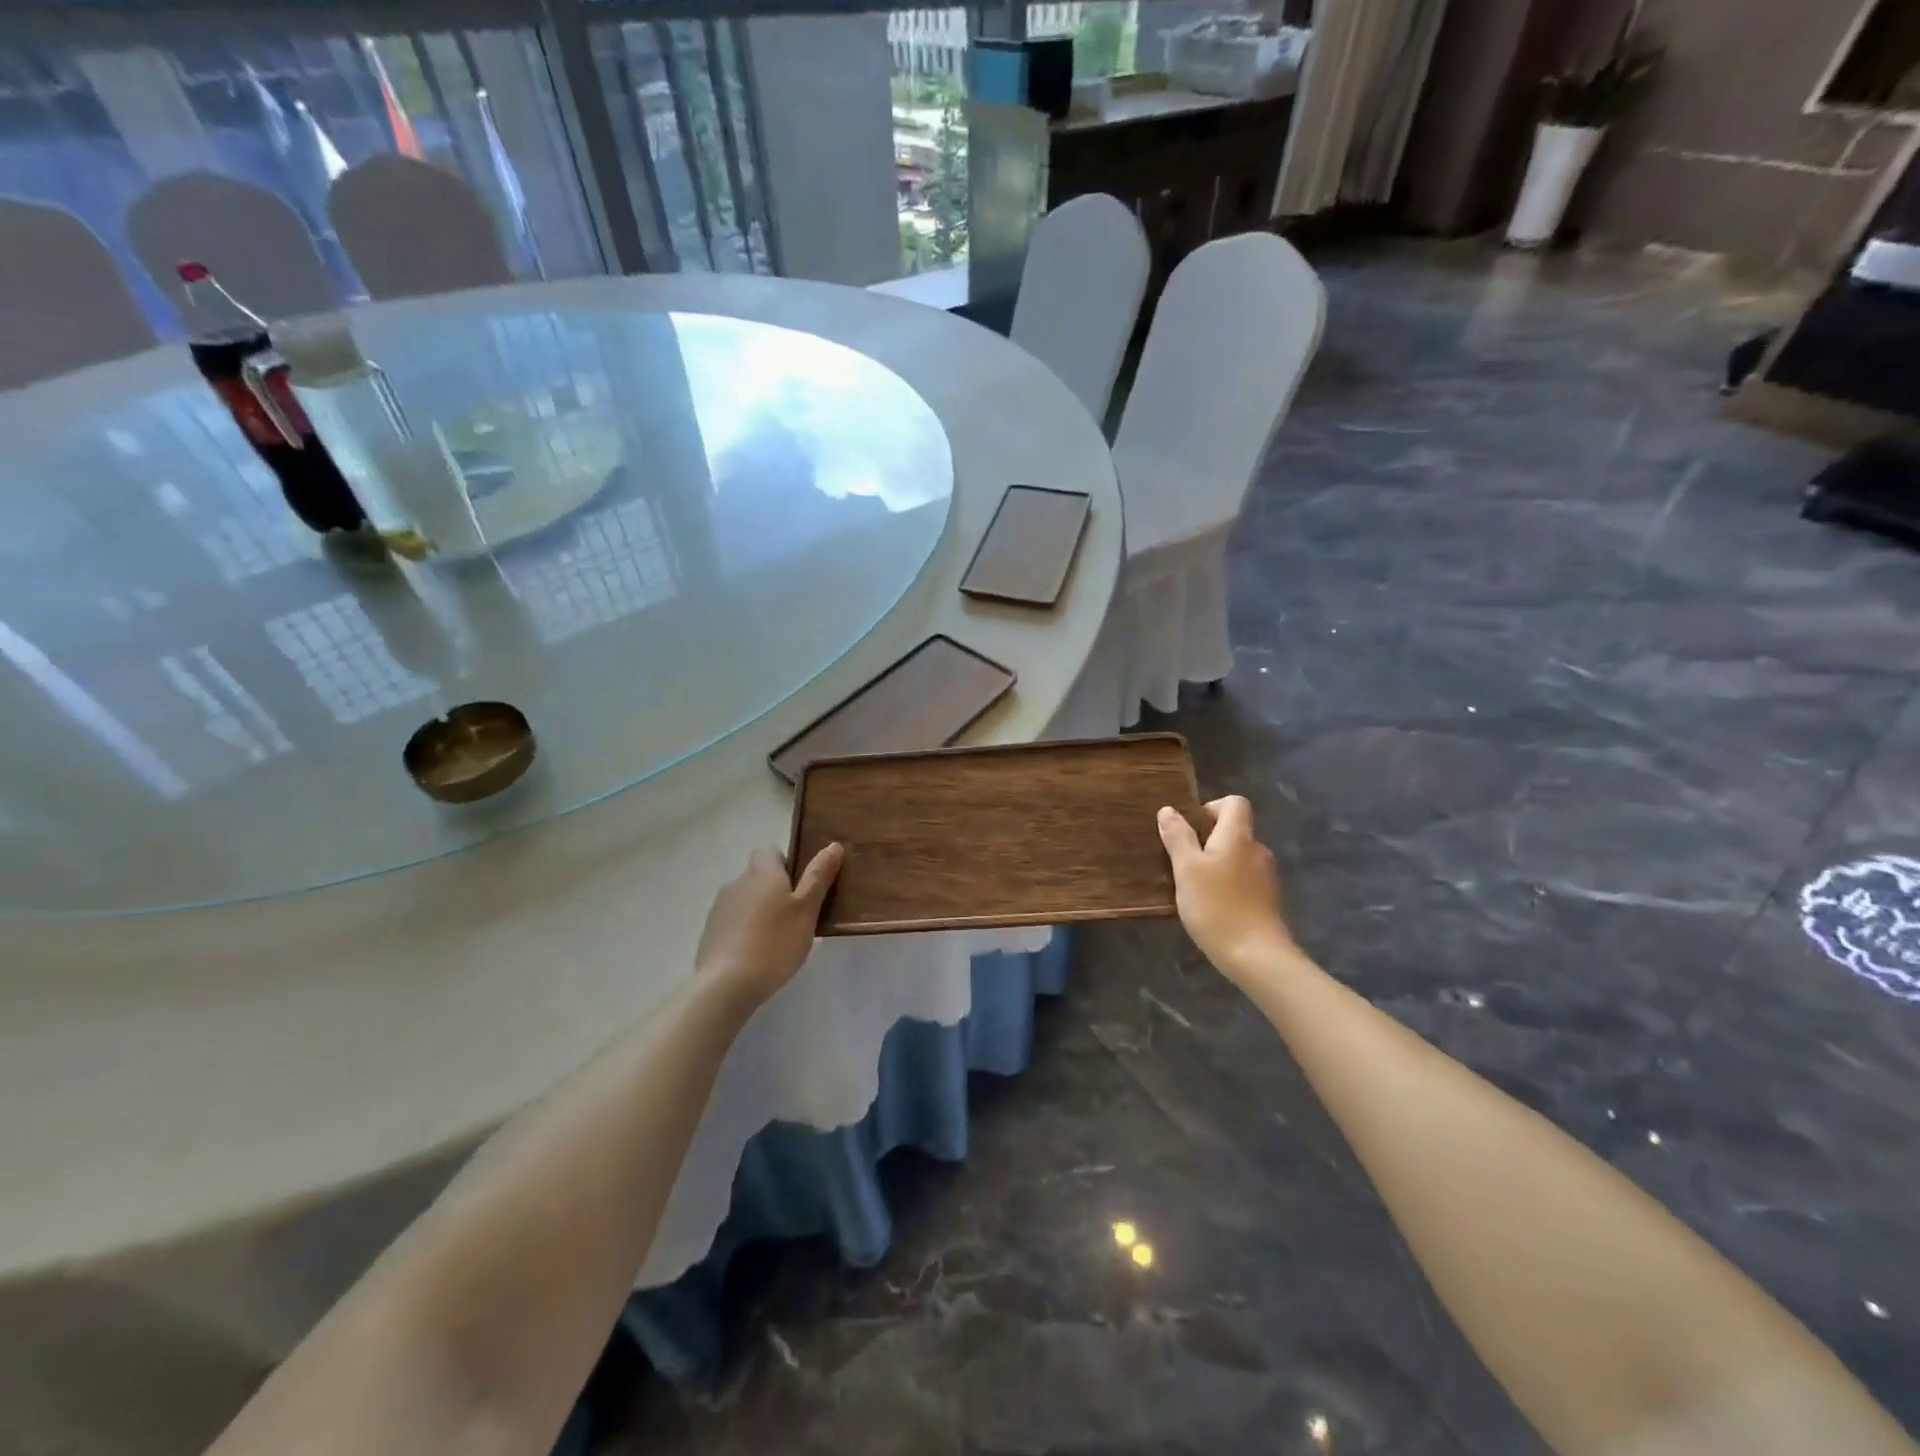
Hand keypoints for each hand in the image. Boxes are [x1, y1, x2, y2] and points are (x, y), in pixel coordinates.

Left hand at [695, 843, 843, 1009]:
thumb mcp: (807, 909)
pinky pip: (733, 922)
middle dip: (775, 890)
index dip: (787, 864)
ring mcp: (720, 908)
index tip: (802, 886)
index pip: (770, 852)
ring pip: (745, 899)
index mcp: (762, 872)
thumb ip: (819, 876)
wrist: (726, 984)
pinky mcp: (710, 933)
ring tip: (777, 939)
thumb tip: (833, 845)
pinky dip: (745, 930)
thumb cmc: (776, 942)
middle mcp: (737, 883)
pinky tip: (756, 954)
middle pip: (758, 876)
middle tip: (796, 915)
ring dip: (759, 910)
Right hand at [1157, 796, 1294, 979]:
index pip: (1234, 803)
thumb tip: (1169, 810)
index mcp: (1238, 836)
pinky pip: (1244, 879)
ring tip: (1195, 886)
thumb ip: (1178, 837)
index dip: (1211, 808)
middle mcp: (1257, 849)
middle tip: (1183, 861)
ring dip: (1218, 864)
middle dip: (1209, 839)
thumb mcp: (1187, 869)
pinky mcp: (1268, 899)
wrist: (1256, 956)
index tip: (1190, 829)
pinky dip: (1229, 884)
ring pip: (1238, 856)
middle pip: (1235, 830)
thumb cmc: (1216, 906)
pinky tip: (1213, 906)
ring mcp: (1266, 876)